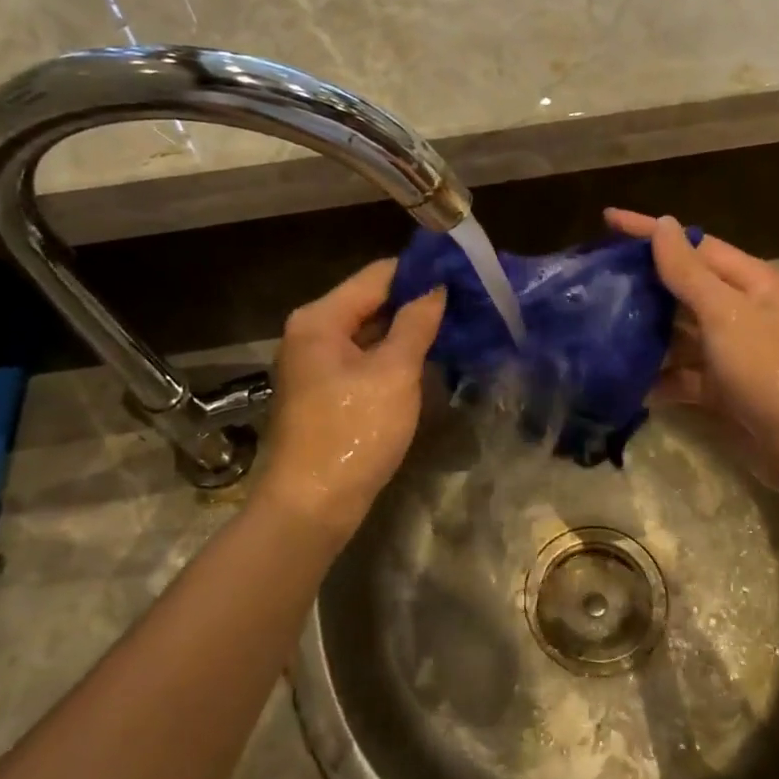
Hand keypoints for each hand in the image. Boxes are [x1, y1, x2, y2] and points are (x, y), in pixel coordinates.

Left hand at [255, 260, 445, 536]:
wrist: (313, 506)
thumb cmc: (353, 432)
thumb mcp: (393, 374)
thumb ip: (416, 324)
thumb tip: (437, 288)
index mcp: (320, 319)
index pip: (377, 276)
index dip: (419, 272)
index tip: (461, 273)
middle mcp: (312, 333)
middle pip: (371, 302)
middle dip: (416, 302)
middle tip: (466, 301)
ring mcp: (316, 364)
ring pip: (370, 333)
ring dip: (408, 330)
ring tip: (456, 325)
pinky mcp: (326, 392)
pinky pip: (365, 360)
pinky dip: (393, 356)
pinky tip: (427, 358)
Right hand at [604, 210, 778, 484]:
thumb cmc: (771, 370)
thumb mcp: (726, 314)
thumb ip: (689, 271)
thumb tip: (663, 224)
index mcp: (754, 283)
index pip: (696, 245)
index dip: (652, 232)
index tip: (608, 220)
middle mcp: (745, 312)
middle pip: (686, 287)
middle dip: (644, 282)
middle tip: (596, 277)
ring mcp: (734, 353)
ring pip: (681, 332)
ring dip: (647, 331)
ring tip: (599, 324)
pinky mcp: (724, 389)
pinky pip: (683, 374)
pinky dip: (659, 377)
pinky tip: (626, 380)